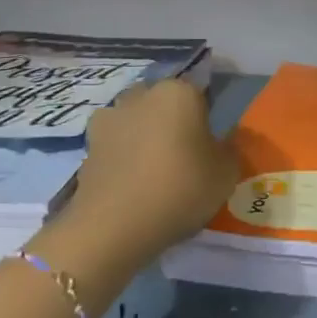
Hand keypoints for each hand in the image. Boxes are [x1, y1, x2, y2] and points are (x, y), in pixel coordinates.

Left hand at [61, 79, 238, 262]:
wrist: (113, 226)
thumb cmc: (180, 189)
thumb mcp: (226, 173)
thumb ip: (229, 150)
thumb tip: (221, 142)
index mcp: (179, 92)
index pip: (198, 95)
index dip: (204, 120)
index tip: (207, 147)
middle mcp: (142, 95)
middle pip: (162, 103)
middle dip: (170, 122)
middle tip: (181, 158)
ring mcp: (110, 118)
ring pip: (135, 121)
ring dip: (142, 137)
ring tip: (151, 173)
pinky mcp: (87, 146)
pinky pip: (114, 146)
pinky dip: (121, 159)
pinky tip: (129, 185)